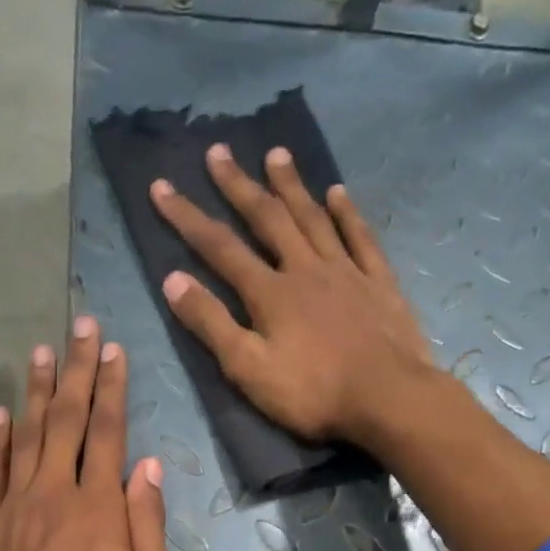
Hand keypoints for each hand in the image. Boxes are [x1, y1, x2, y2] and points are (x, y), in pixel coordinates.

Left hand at [0, 316, 174, 550]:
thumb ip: (148, 527)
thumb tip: (148, 467)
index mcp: (97, 509)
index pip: (107, 433)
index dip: (112, 388)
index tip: (113, 349)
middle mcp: (53, 495)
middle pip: (65, 420)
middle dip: (76, 371)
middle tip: (80, 326)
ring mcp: (12, 509)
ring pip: (25, 436)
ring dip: (35, 391)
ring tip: (40, 351)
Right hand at [148, 144, 434, 445]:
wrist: (388, 399)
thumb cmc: (312, 392)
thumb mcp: (248, 369)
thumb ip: (212, 324)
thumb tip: (173, 280)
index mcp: (270, 292)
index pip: (219, 247)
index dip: (187, 217)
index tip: (162, 186)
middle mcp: (305, 269)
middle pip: (267, 219)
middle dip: (239, 186)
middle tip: (219, 151)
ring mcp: (346, 272)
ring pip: (313, 218)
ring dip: (291, 186)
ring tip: (275, 154)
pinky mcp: (379, 283)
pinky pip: (360, 238)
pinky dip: (347, 213)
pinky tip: (338, 192)